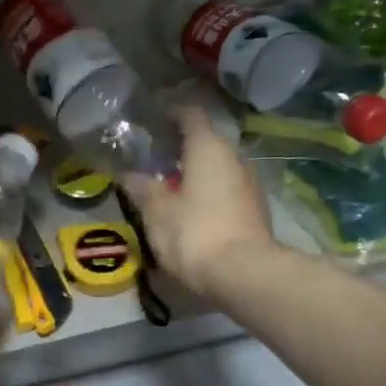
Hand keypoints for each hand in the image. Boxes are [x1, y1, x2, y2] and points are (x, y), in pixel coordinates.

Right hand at [122, 105, 273, 298]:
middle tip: (154, 153)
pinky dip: (207, 189)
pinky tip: (190, 205)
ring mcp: (249, 183)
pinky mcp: (255, 209)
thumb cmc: (195, 233)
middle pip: (206, 140)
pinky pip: (226, 188)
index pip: (190, 114)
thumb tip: (130, 175)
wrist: (244, 274)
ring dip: (195, 170)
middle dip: (181, 145)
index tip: (152, 114)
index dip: (170, 111)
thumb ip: (143, 189)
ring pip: (217, 166)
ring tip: (169, 181)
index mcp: (208, 148)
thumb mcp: (158, 212)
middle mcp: (234, 157)